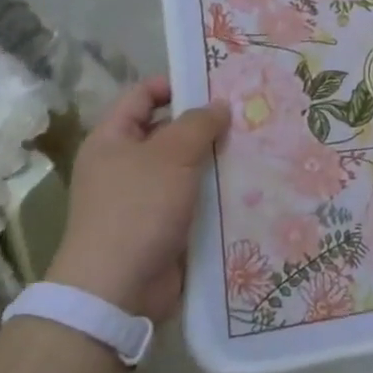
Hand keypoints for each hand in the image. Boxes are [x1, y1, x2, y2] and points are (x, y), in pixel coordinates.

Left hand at [45, 78, 228, 320]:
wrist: (119, 289)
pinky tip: (252, 184)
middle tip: (249, 114)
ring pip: (188, 167)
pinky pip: (196, 199)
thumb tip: (218, 105)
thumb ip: (197, 124)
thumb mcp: (170, 156)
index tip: (217, 83)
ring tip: (260, 145)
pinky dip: (219, 192)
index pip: (143, 95)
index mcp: (113, 140)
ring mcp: (146, 198)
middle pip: (169, 131)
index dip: (176, 84)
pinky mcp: (166, 226)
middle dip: (206, 124)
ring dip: (218, 159)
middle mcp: (126, 165)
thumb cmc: (138, 209)